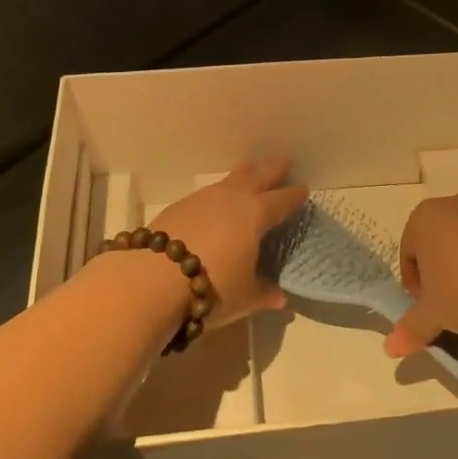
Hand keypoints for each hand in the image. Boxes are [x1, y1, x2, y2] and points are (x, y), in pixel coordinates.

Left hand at [151, 157, 306, 325]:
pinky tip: (214, 202)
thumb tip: (280, 297)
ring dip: (243, 174)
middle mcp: (233, 199)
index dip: (294, 195)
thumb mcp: (244, 297)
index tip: (304, 189)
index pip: (282, 201)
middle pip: (258, 176)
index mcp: (256, 214)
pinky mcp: (179, 205)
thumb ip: (264, 293)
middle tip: (283, 160)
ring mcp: (204, 198)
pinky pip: (207, 193)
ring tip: (248, 169)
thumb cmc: (212, 286)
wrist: (154, 278)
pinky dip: (217, 193)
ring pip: (229, 180)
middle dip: (272, 169)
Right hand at [384, 193, 457, 357]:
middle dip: (439, 274)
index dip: (414, 284)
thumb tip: (390, 348)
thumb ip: (410, 329)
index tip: (427, 308)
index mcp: (424, 218)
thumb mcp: (432, 314)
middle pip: (436, 245)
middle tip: (448, 305)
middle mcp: (453, 205)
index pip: (408, 253)